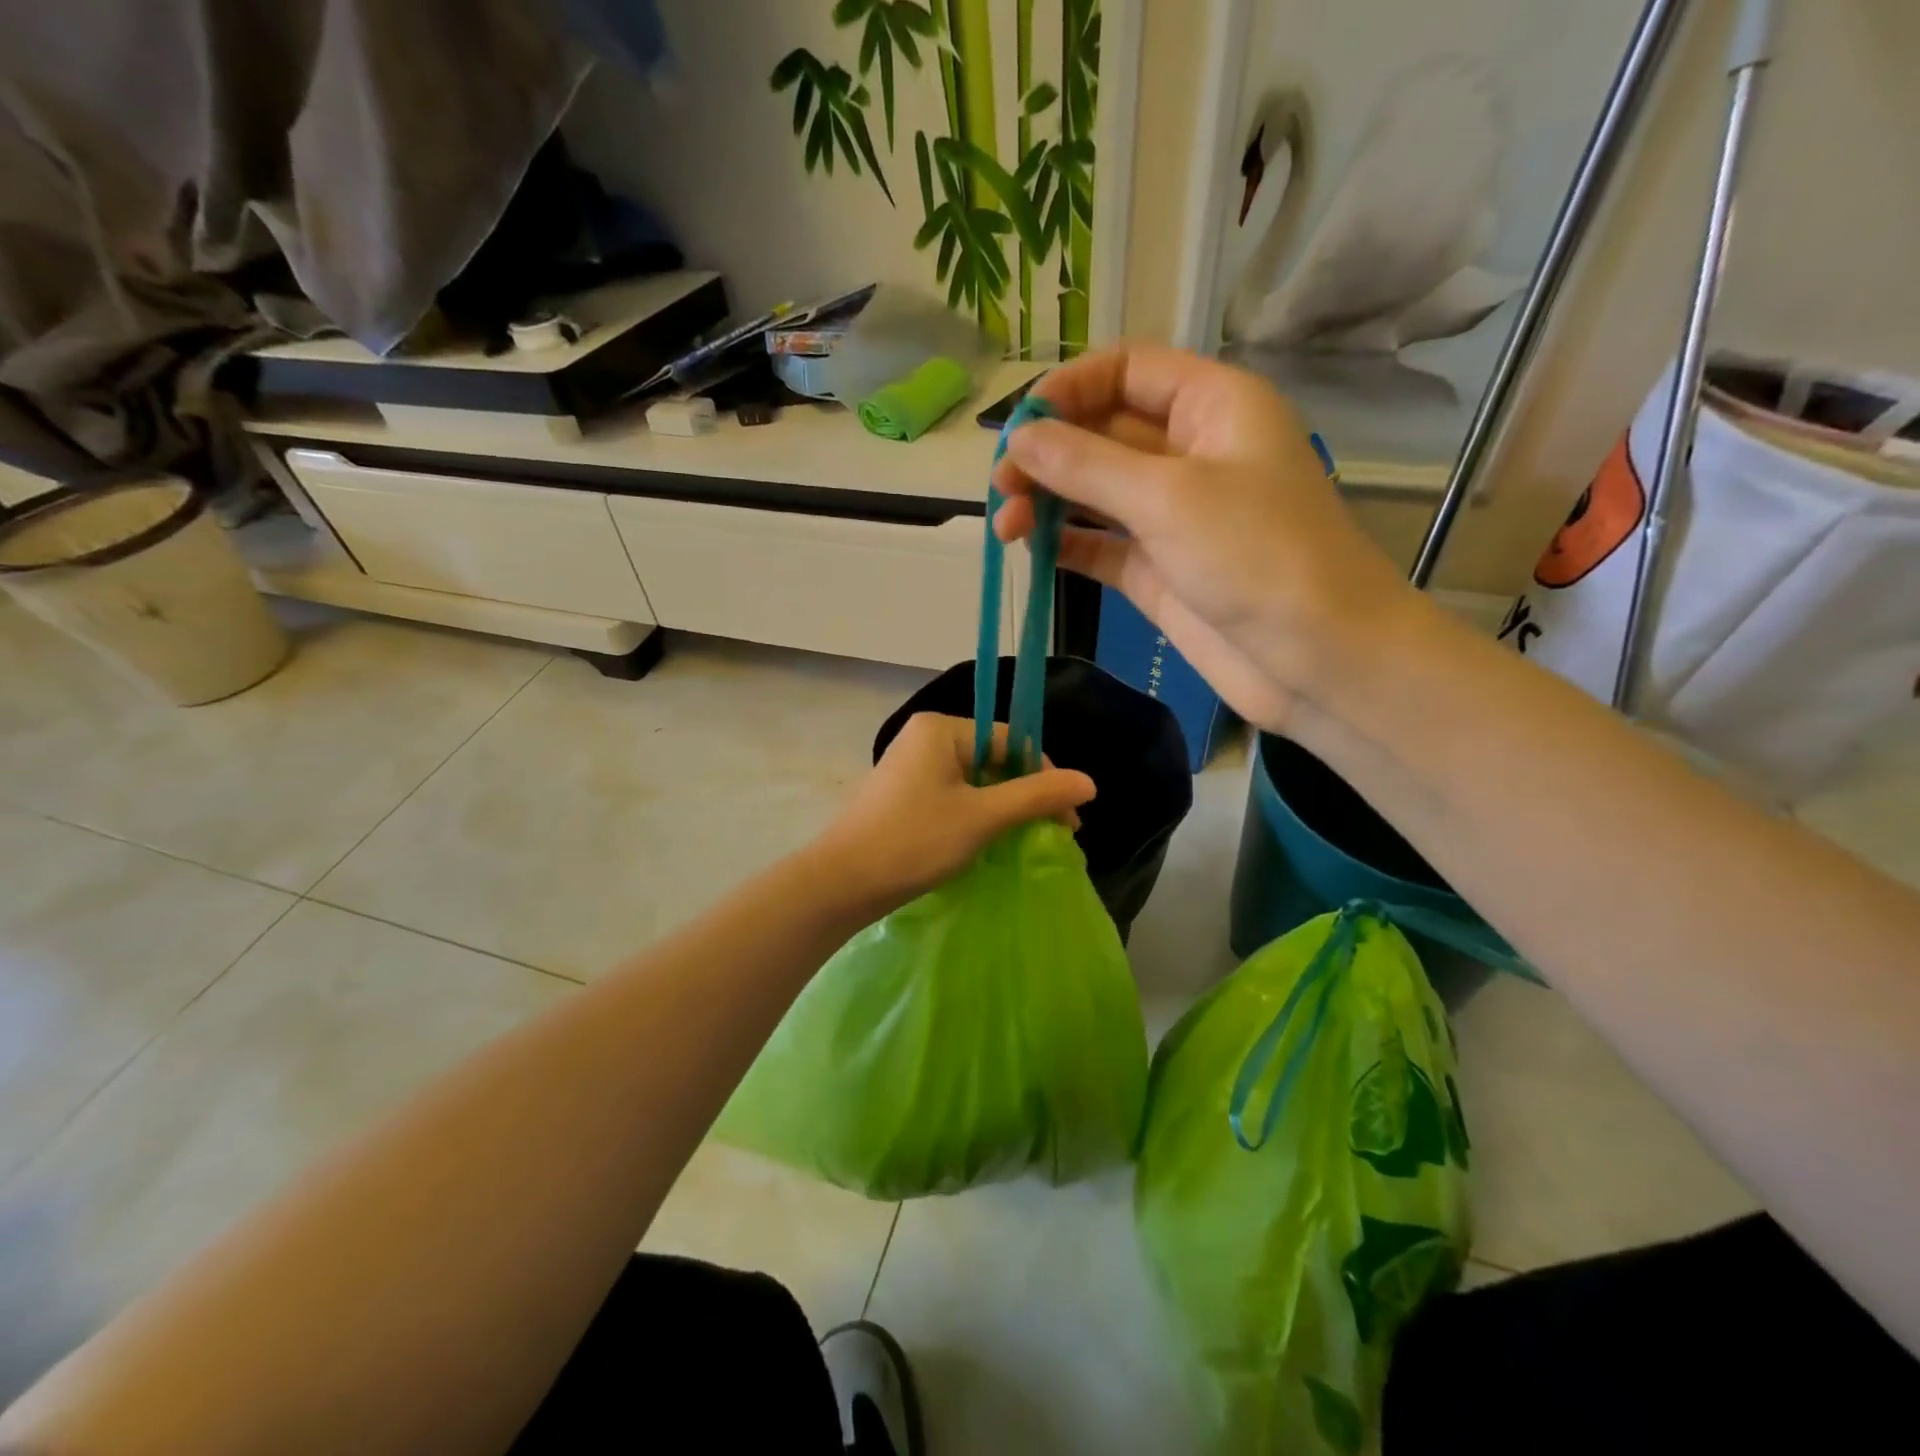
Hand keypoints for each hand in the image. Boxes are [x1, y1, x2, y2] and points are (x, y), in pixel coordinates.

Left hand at [810, 713, 1095, 917]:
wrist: (841, 883)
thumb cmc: (913, 842)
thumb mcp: (982, 817)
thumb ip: (1036, 796)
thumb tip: (1090, 781)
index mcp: (940, 729)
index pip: (1011, 739)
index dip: (1045, 776)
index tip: (1068, 819)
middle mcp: (924, 737)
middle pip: (994, 758)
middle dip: (1026, 794)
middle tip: (1054, 833)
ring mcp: (911, 766)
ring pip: (975, 780)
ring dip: (1004, 808)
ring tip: (1027, 841)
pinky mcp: (904, 794)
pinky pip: (954, 795)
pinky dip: (977, 815)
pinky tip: (991, 841)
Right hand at [991, 342, 1422, 731]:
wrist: (1317, 659)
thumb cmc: (1257, 556)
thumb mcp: (1169, 497)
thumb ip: (1087, 465)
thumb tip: (1020, 439)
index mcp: (1211, 406)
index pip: (1127, 371)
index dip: (1069, 389)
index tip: (1020, 428)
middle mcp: (1190, 453)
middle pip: (1102, 431)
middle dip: (1049, 454)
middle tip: (1002, 489)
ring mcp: (1172, 517)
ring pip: (1095, 492)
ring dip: (1049, 501)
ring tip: (1007, 526)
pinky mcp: (1158, 570)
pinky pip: (1100, 544)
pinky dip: (1065, 543)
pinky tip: (1031, 548)